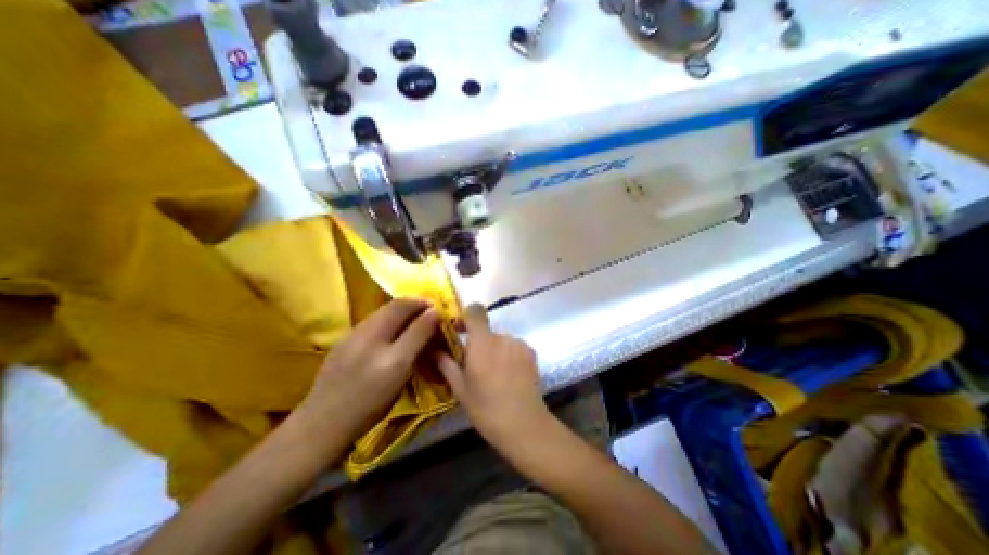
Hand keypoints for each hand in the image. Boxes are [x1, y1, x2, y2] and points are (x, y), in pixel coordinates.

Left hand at [292, 301, 436, 451]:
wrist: (323, 424)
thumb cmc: (369, 401)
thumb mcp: (400, 369)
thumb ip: (418, 337)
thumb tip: (435, 313)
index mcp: (378, 334)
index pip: (405, 305)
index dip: (424, 304)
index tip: (439, 309)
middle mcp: (364, 328)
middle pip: (393, 306)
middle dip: (414, 305)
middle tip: (430, 314)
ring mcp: (351, 335)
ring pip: (382, 314)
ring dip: (402, 313)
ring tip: (415, 323)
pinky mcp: (344, 344)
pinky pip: (374, 324)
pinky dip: (390, 322)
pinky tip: (392, 335)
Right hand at [436, 306, 551, 452]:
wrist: (524, 424)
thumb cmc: (486, 408)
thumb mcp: (460, 389)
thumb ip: (446, 364)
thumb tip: (434, 350)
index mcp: (482, 343)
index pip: (475, 311)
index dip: (466, 316)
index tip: (459, 330)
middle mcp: (502, 337)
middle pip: (487, 331)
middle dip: (479, 343)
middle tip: (475, 365)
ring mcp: (519, 344)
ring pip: (500, 340)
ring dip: (494, 350)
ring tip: (494, 375)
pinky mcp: (531, 352)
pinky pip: (514, 347)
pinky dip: (508, 355)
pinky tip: (509, 376)